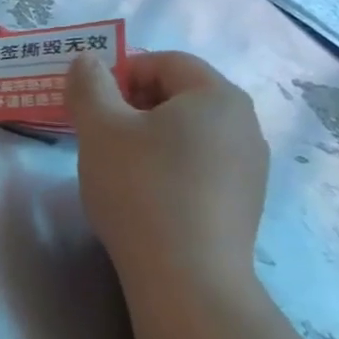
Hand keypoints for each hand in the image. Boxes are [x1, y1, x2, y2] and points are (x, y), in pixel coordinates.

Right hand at [67, 51, 267, 294]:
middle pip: (181, 96)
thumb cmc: (140, 188)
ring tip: (119, 167)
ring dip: (151, 138)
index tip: (92, 103)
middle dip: (134, 105)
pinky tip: (147, 197)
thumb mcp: (99, 128)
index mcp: (217, 95)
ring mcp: (251, 167)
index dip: (122, 72)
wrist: (187, 277)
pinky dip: (171, 168)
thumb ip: (89, 85)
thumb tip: (87, 61)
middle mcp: (245, 124)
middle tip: (100, 133)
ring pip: (190, 133)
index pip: (166, 62)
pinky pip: (201, 167)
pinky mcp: (245, 203)